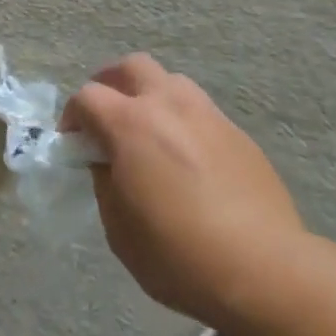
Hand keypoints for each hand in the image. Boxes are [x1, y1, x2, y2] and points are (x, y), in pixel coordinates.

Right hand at [62, 54, 303, 329]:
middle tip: (105, 116)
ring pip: (171, 82)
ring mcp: (208, 115)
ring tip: (148, 133)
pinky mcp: (237, 133)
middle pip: (131, 67)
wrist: (262, 269)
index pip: (88, 96)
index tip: (72, 142)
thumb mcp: (119, 228)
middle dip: (110, 83)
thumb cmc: (177, 254)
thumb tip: (107, 162)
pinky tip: (186, 158)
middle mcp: (169, 105)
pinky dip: (182, 121)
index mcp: (131, 124)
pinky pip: (200, 111)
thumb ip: (105, 182)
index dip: (72, 116)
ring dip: (150, 96)